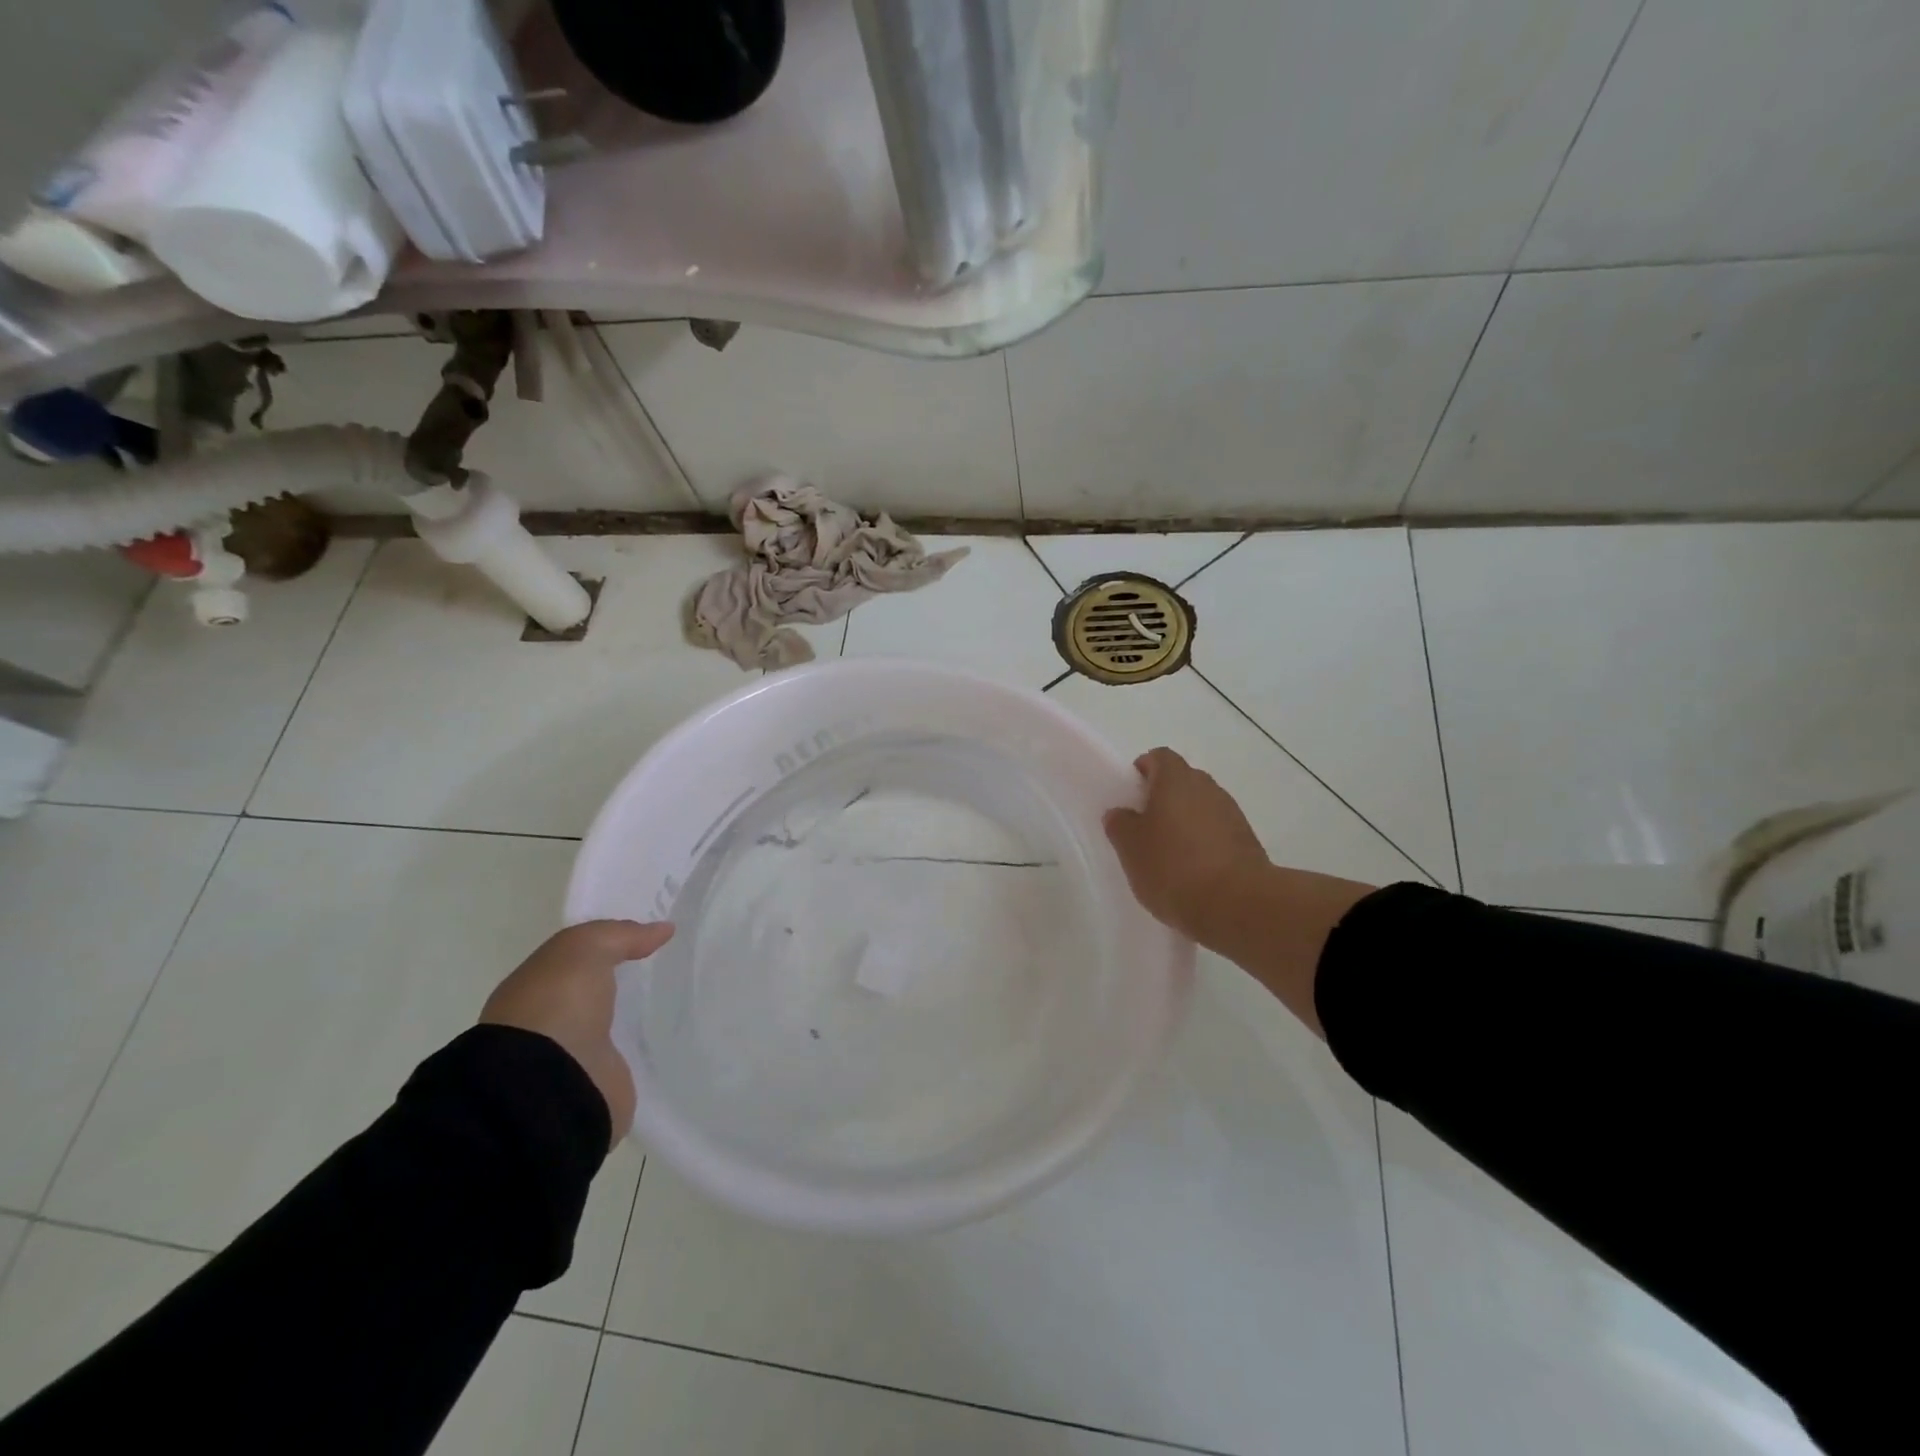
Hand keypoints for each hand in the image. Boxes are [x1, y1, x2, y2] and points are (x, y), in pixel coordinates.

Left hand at [479, 920, 672, 1148]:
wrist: (549, 1086)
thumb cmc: (556, 1006)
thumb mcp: (584, 949)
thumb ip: (621, 935)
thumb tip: (663, 929)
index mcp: (534, 989)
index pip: (573, 962)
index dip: (607, 947)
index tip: (648, 938)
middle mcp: (549, 1022)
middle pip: (594, 993)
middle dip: (622, 982)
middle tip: (669, 965)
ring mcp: (574, 1057)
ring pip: (612, 1026)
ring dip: (635, 1017)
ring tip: (678, 1000)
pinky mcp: (601, 1085)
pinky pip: (629, 1058)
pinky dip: (646, 1050)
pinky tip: (672, 1037)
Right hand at [1103, 747, 1269, 942]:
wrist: (1237, 905)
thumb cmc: (1173, 868)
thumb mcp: (1130, 848)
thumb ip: (1120, 825)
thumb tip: (1121, 813)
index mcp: (1176, 780)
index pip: (1159, 757)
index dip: (1143, 771)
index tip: (1131, 797)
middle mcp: (1207, 787)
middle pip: (1181, 781)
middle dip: (1163, 798)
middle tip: (1144, 828)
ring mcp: (1232, 813)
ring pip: (1201, 807)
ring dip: (1185, 822)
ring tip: (1168, 855)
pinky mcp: (1247, 842)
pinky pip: (1217, 832)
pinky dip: (1204, 843)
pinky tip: (1192, 872)